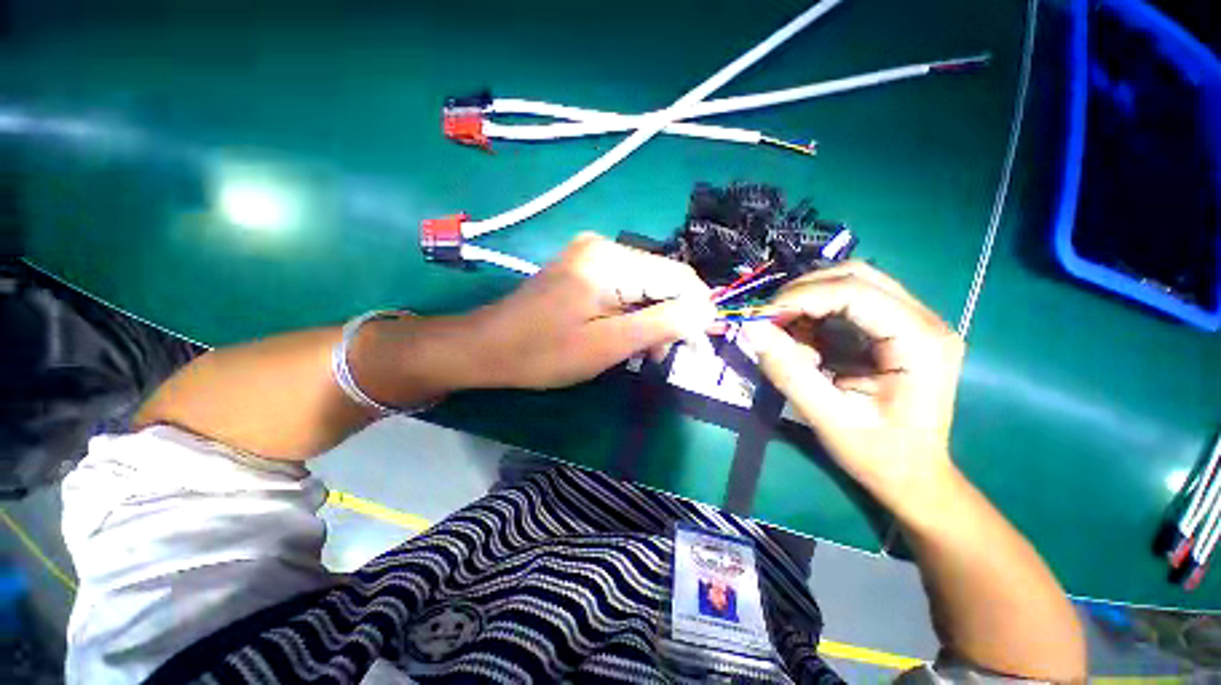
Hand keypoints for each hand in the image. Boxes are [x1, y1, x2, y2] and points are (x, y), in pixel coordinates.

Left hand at [465, 233, 716, 389]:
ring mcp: (591, 255)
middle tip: (661, 356)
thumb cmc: (543, 353)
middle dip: (671, 318)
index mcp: (610, 260)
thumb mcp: (608, 345)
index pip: (678, 276)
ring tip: (642, 352)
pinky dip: (631, 313)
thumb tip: (707, 312)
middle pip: (662, 279)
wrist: (486, 347)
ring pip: (645, 286)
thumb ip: (661, 324)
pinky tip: (623, 335)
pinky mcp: (584, 268)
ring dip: (651, 318)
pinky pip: (624, 288)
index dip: (697, 309)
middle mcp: (604, 246)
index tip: (701, 344)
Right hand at [745, 262, 964, 509]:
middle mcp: (925, 321)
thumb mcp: (828, 418)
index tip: (761, 317)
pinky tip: (804, 337)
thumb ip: (789, 371)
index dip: (801, 297)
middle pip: (857, 276)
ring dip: (809, 299)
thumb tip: (750, 329)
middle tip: (768, 319)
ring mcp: (915, 322)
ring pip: (853, 282)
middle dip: (803, 292)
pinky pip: (851, 302)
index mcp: (920, 343)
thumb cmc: (878, 455)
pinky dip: (817, 312)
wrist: (915, 477)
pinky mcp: (898, 329)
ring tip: (783, 329)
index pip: (855, 292)